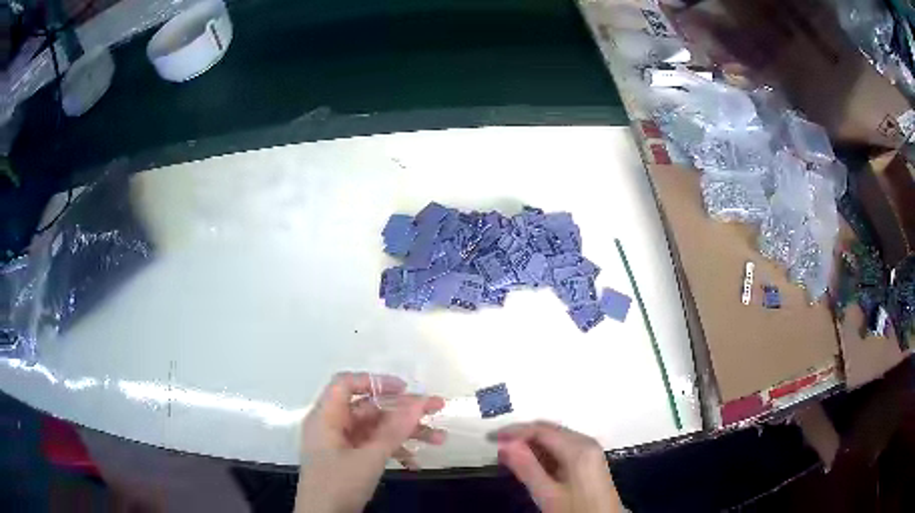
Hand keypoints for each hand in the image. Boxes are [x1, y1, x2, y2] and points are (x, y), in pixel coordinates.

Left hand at [295, 372, 445, 512]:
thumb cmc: (338, 485)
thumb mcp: (369, 458)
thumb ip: (394, 430)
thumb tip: (419, 402)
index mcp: (326, 417)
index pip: (346, 384)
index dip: (375, 382)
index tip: (406, 390)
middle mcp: (332, 426)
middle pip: (368, 407)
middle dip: (403, 410)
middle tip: (437, 409)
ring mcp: (340, 444)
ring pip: (376, 428)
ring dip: (406, 433)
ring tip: (439, 439)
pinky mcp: (348, 461)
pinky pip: (373, 446)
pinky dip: (394, 450)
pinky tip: (414, 461)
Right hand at [492, 421, 622, 512]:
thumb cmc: (575, 510)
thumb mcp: (548, 494)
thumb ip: (526, 468)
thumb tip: (504, 444)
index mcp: (578, 448)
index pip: (541, 429)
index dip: (514, 432)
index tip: (490, 439)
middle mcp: (586, 442)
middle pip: (549, 430)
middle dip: (522, 437)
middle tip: (497, 448)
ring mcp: (590, 450)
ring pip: (555, 439)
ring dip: (532, 445)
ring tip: (508, 458)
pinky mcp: (589, 460)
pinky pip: (563, 448)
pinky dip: (544, 453)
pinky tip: (530, 465)